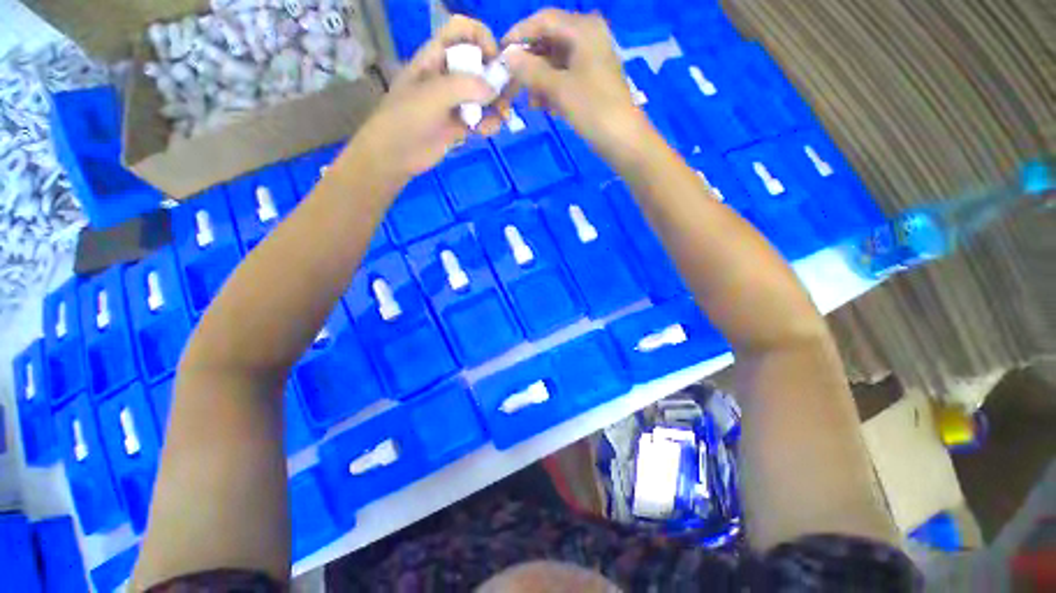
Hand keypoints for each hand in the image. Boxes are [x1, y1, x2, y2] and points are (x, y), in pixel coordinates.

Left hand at [346, 16, 506, 180]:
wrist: (395, 155)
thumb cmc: (407, 117)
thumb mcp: (433, 94)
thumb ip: (465, 86)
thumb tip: (494, 90)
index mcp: (435, 57)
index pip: (461, 31)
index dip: (481, 38)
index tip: (495, 59)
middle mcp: (447, 75)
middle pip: (478, 64)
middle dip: (495, 77)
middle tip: (507, 94)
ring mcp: (454, 102)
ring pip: (483, 95)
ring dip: (496, 104)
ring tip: (502, 117)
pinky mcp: (459, 125)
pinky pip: (481, 120)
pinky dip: (489, 124)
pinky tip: (488, 131)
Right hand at [502, 10, 649, 149]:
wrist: (622, 139)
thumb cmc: (592, 109)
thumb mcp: (558, 88)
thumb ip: (531, 70)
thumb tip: (508, 57)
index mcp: (583, 29)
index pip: (544, 20)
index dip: (519, 34)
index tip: (501, 53)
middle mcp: (588, 37)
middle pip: (550, 41)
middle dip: (530, 63)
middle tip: (514, 83)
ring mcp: (592, 59)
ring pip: (556, 62)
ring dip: (540, 80)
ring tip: (531, 103)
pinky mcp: (592, 79)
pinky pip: (566, 76)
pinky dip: (553, 89)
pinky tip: (546, 107)